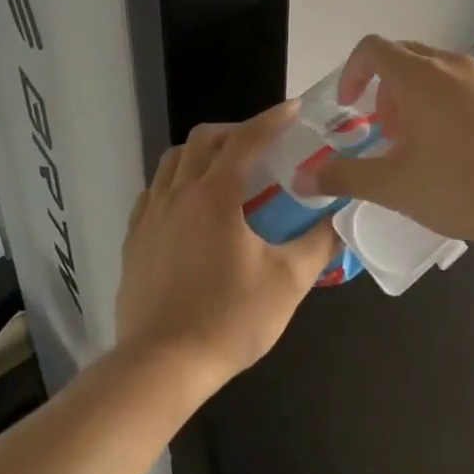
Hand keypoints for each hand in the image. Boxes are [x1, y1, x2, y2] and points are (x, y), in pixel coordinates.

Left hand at [114, 102, 339, 391]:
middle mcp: (179, 193)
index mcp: (216, 195)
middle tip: (261, 145)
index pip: (247, 139)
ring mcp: (151, 215)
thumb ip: (318, 244)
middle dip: (235, 131)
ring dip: (201, 152)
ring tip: (224, 169)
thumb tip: (339, 219)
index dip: (273, 119)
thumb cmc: (229, 319)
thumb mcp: (288, 282)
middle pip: (204, 140)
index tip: (293, 109)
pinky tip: (188, 206)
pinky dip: (175, 182)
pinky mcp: (134, 239)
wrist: (161, 365)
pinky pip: (153, 191)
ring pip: (173, 161)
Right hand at [297, 36, 473, 247]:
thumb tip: (304, 177)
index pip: (372, 48)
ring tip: (432, 147)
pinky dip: (462, 107)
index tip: (350, 107)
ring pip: (445, 74)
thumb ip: (345, 177)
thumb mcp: (396, 188)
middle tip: (389, 132)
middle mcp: (455, 64)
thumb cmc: (466, 187)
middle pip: (408, 57)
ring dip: (425, 99)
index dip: (352, 72)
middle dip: (388, 90)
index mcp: (420, 77)